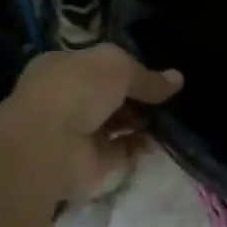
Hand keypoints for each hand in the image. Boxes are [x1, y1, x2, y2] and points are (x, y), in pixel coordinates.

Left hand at [0, 44, 182, 200]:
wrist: (48, 145)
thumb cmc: (76, 89)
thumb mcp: (118, 66)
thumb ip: (147, 76)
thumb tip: (177, 79)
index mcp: (63, 67)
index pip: (99, 64)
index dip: (127, 66)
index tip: (158, 70)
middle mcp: (68, 98)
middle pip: (111, 95)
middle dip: (140, 96)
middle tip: (173, 95)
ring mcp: (78, 132)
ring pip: (118, 124)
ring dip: (144, 121)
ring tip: (176, 115)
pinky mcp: (91, 163)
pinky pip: (123, 151)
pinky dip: (142, 146)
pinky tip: (165, 139)